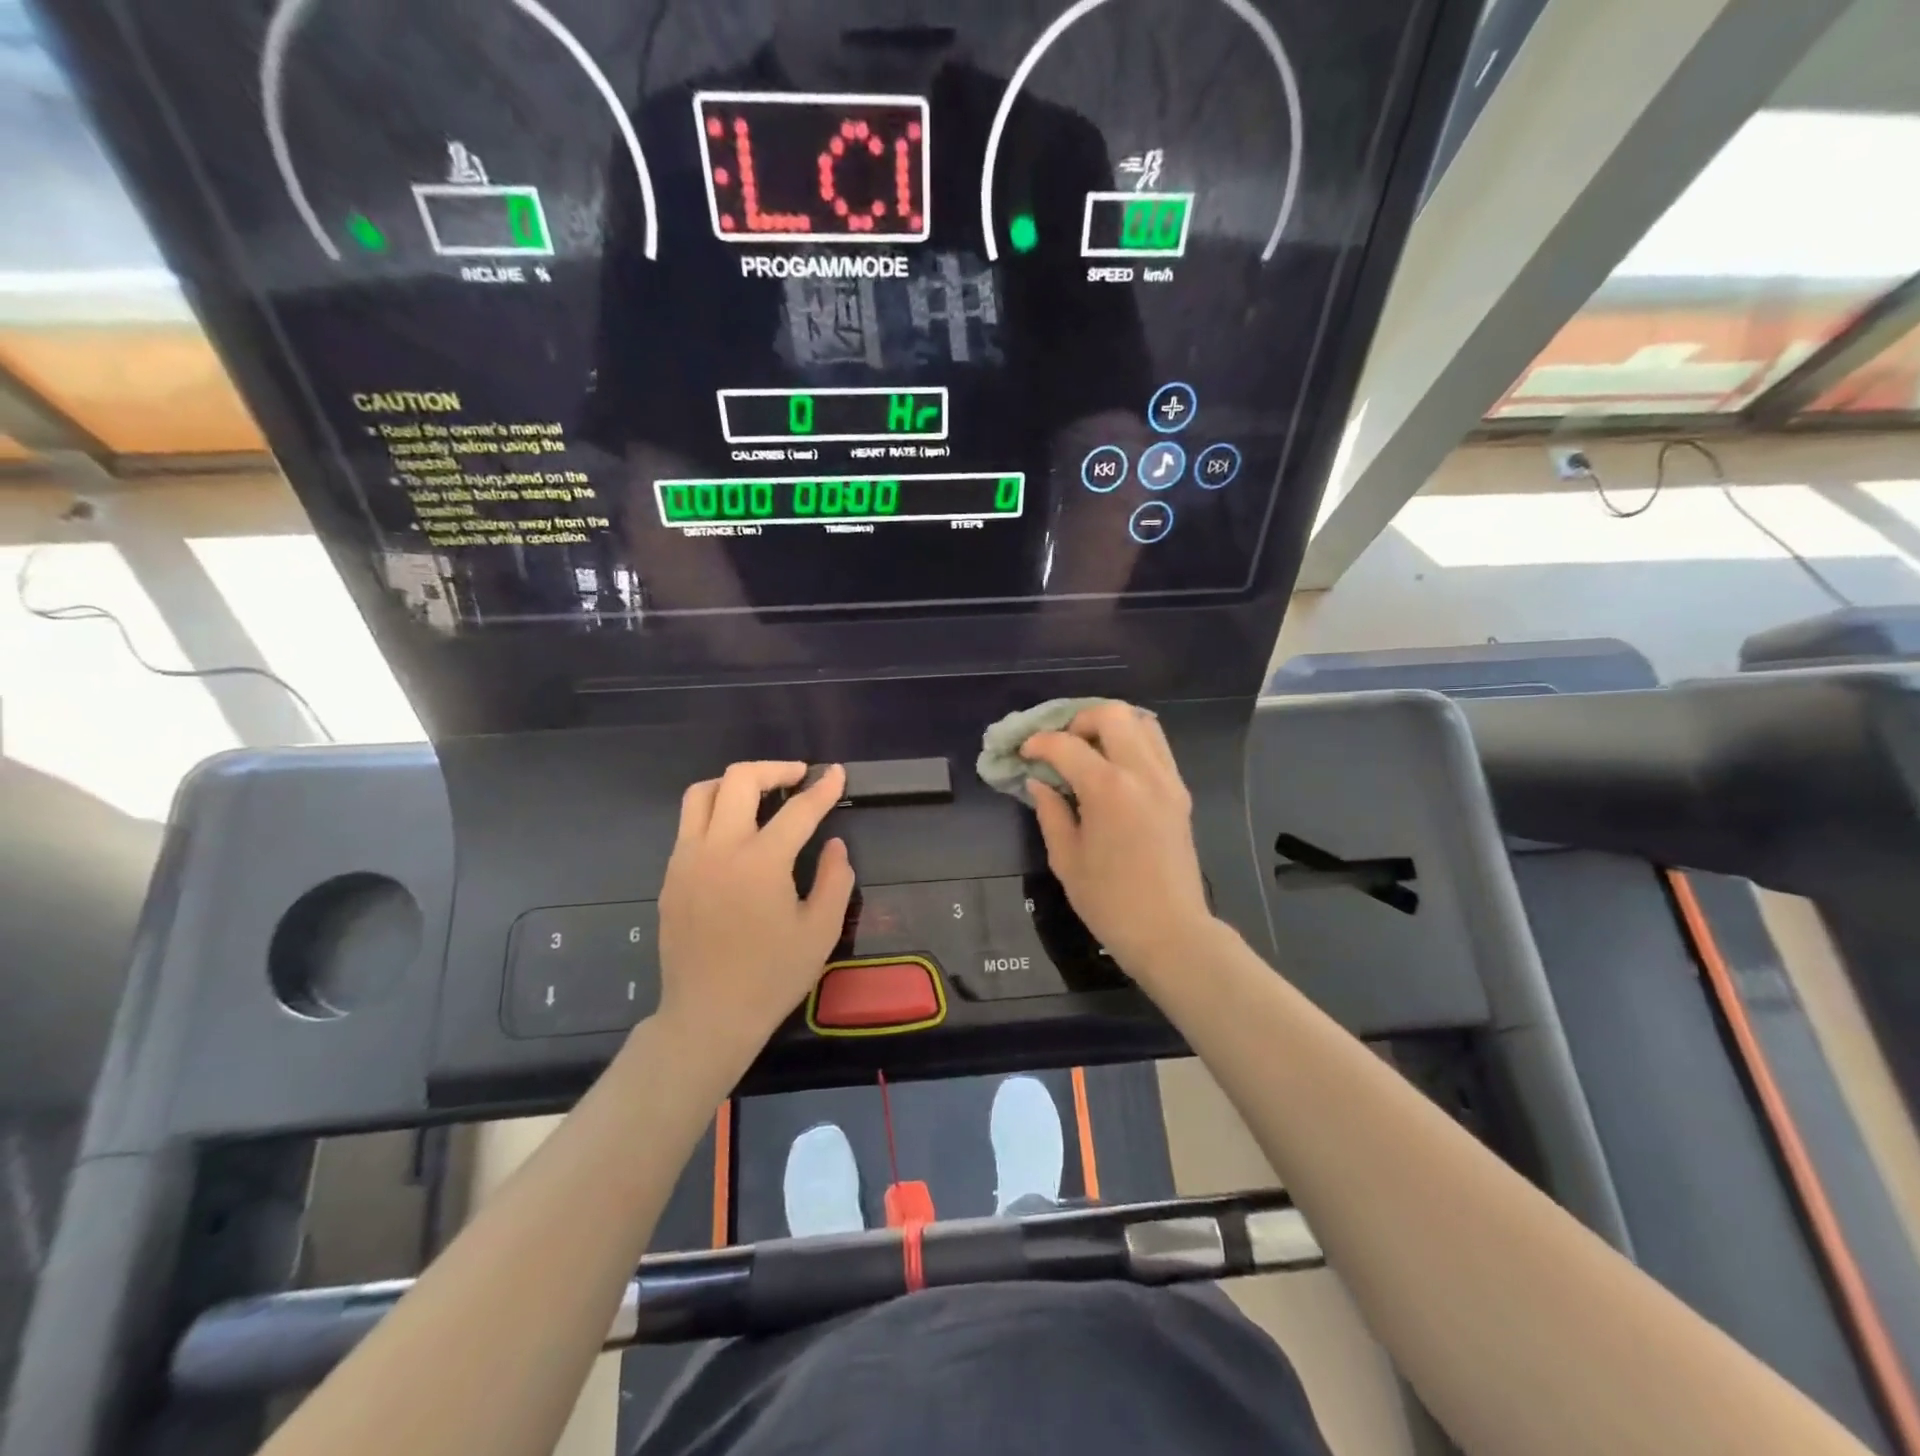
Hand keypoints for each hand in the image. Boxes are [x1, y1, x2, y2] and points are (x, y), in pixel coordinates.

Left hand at [657, 762, 854, 1068]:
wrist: (708, 1016)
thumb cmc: (771, 977)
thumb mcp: (820, 932)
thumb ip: (834, 880)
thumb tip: (834, 844)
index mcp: (760, 862)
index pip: (798, 810)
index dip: (823, 788)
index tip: (837, 773)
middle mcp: (718, 849)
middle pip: (739, 780)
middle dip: (774, 769)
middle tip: (798, 777)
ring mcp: (687, 860)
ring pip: (701, 793)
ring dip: (734, 783)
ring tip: (760, 794)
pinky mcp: (670, 876)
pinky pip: (688, 825)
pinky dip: (714, 812)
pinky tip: (734, 834)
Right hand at [1021, 704, 1213, 982]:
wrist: (1170, 931)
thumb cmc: (1109, 901)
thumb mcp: (1066, 859)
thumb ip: (1051, 812)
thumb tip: (1040, 782)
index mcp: (1108, 789)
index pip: (1067, 745)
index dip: (1039, 744)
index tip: (1024, 754)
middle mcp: (1142, 772)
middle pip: (1112, 714)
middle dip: (1079, 721)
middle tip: (1061, 746)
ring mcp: (1167, 779)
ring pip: (1142, 723)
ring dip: (1110, 726)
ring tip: (1088, 750)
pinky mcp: (1180, 792)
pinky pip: (1157, 747)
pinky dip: (1132, 742)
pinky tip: (1113, 768)